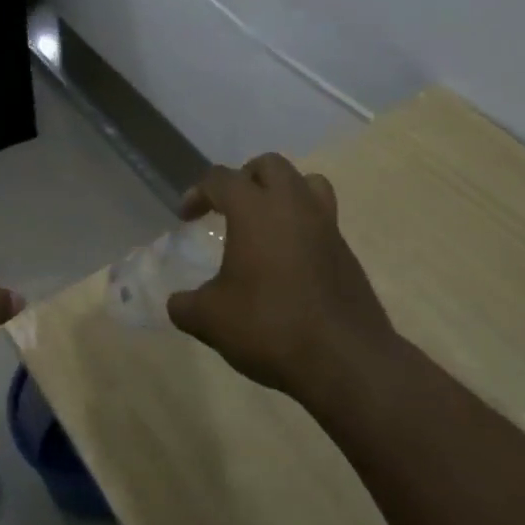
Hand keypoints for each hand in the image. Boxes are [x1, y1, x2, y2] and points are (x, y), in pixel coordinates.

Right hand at [167, 155, 394, 400]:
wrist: (346, 360)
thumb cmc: (270, 327)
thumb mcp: (211, 320)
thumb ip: (186, 305)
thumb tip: (178, 303)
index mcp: (255, 209)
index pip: (221, 179)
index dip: (198, 193)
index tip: (186, 217)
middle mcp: (293, 205)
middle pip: (270, 165)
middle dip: (244, 178)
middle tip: (229, 207)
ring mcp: (326, 225)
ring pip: (306, 182)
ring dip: (282, 192)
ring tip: (265, 222)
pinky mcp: (347, 250)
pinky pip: (322, 217)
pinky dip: (302, 224)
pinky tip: (288, 259)